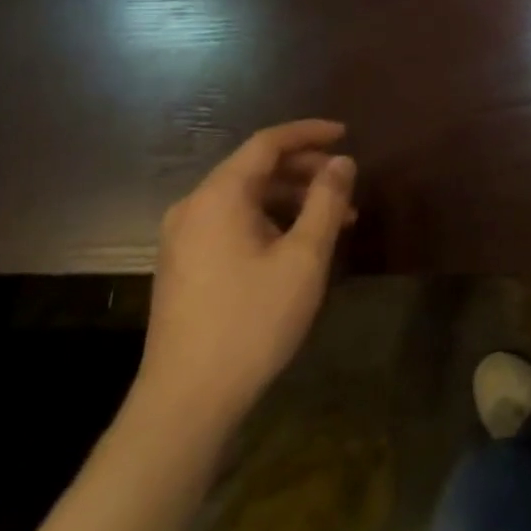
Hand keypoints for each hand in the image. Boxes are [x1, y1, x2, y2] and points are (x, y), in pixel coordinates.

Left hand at [134, 120, 357, 431]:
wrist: (188, 398)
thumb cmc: (253, 319)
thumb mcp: (305, 257)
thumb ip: (327, 201)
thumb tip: (342, 162)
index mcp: (218, 197)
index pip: (266, 143)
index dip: (308, 133)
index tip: (347, 133)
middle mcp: (193, 208)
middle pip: (254, 168)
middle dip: (304, 169)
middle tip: (346, 182)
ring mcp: (183, 239)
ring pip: (246, 198)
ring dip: (292, 198)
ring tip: (335, 218)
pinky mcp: (185, 265)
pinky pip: (233, 222)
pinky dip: (271, 219)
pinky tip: (299, 243)